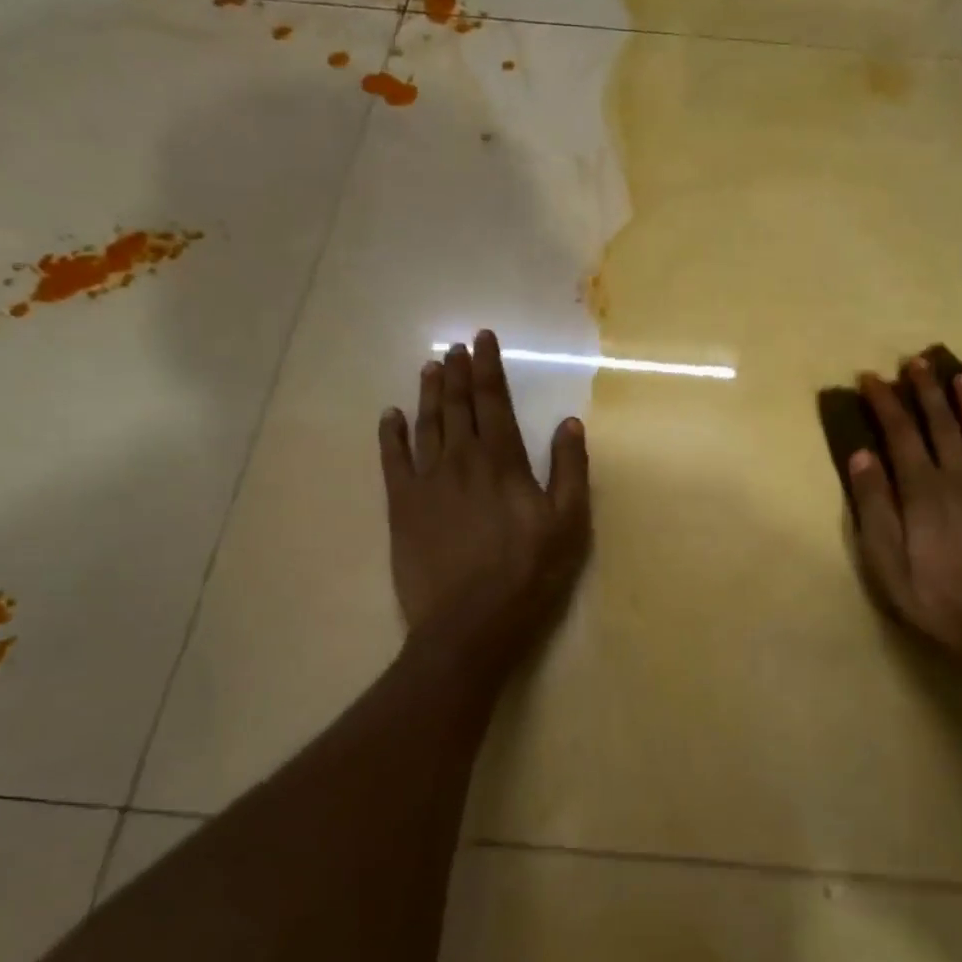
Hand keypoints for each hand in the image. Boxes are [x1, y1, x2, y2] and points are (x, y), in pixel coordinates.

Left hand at [380, 331, 591, 673]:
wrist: (469, 623)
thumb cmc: (528, 574)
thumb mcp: (568, 524)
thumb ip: (570, 470)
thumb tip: (569, 422)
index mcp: (502, 461)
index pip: (493, 401)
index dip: (488, 367)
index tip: (482, 339)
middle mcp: (460, 460)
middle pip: (457, 405)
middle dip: (458, 372)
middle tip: (455, 347)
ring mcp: (426, 482)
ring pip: (426, 425)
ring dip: (429, 393)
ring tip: (431, 367)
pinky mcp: (401, 507)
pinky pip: (392, 460)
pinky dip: (391, 434)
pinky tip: (390, 416)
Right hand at [848, 358, 961, 673]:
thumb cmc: (931, 597)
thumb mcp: (883, 559)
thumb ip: (873, 504)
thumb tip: (862, 454)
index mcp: (923, 491)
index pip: (900, 434)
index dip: (885, 403)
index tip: (871, 378)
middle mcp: (961, 480)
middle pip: (943, 426)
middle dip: (927, 391)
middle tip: (918, 361)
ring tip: (961, 376)